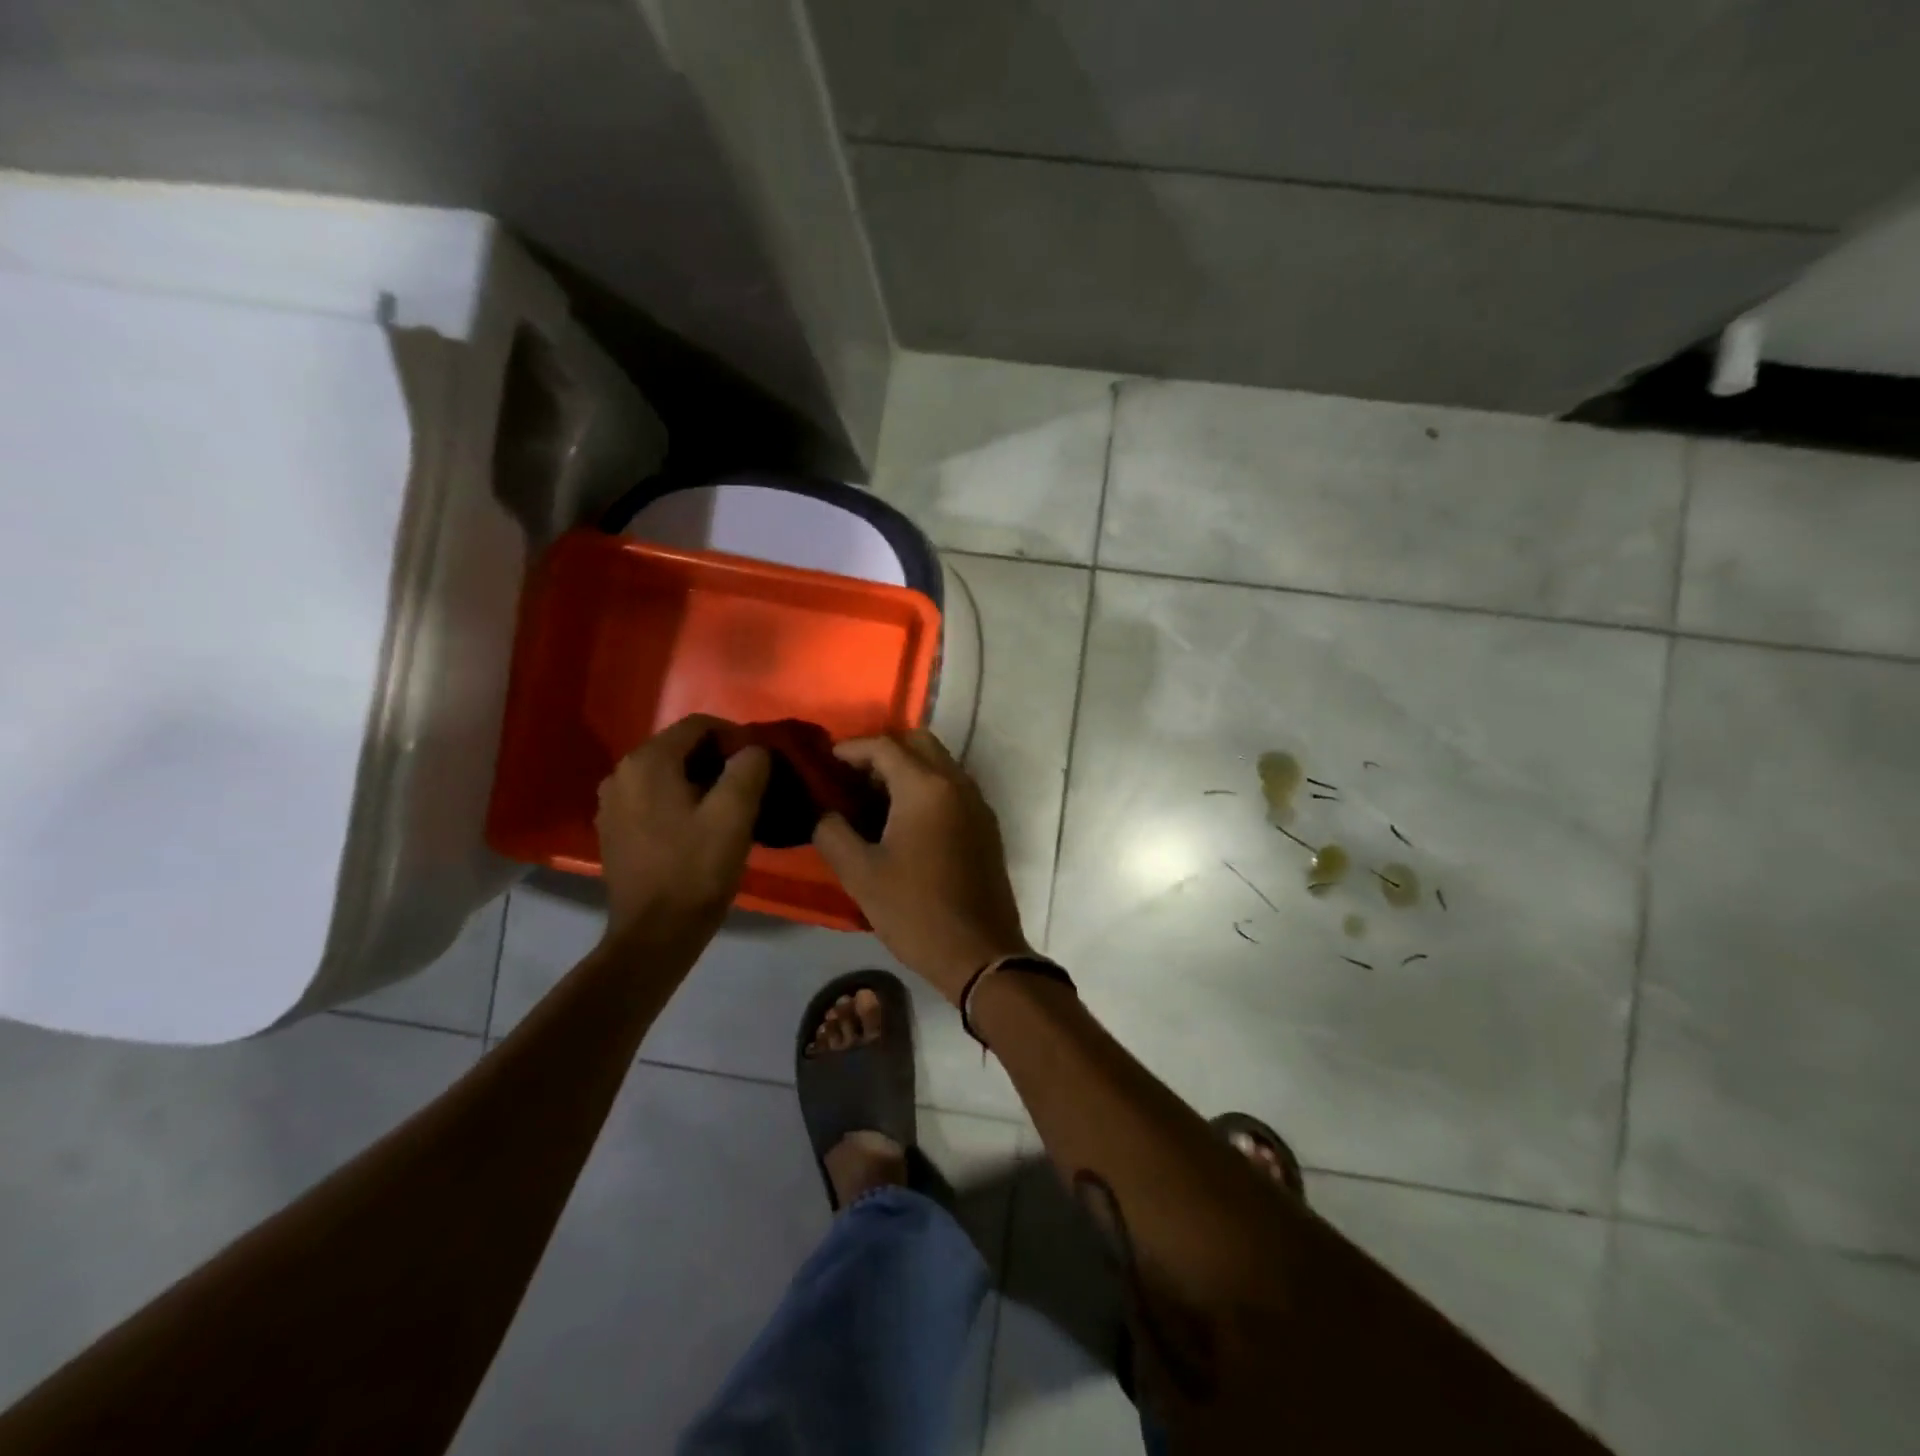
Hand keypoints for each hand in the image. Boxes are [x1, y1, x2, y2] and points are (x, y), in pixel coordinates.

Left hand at [596, 714, 769, 944]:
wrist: (655, 934)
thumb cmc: (696, 870)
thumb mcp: (734, 815)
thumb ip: (749, 768)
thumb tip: (754, 749)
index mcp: (647, 762)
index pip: (698, 725)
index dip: (735, 736)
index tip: (761, 760)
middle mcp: (621, 773)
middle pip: (680, 748)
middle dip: (718, 758)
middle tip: (752, 783)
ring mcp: (612, 803)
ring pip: (667, 774)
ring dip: (701, 780)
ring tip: (731, 805)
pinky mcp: (614, 830)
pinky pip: (653, 798)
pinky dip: (680, 801)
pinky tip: (701, 826)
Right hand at [813, 730, 1032, 1003]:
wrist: (980, 953)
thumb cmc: (915, 912)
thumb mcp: (860, 875)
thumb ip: (832, 832)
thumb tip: (823, 812)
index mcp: (926, 788)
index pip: (884, 746)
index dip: (850, 749)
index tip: (826, 763)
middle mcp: (957, 783)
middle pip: (918, 743)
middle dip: (882, 752)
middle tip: (852, 779)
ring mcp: (977, 803)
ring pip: (939, 763)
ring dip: (907, 769)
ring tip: (873, 800)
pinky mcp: (986, 825)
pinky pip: (953, 787)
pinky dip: (927, 787)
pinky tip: (904, 821)